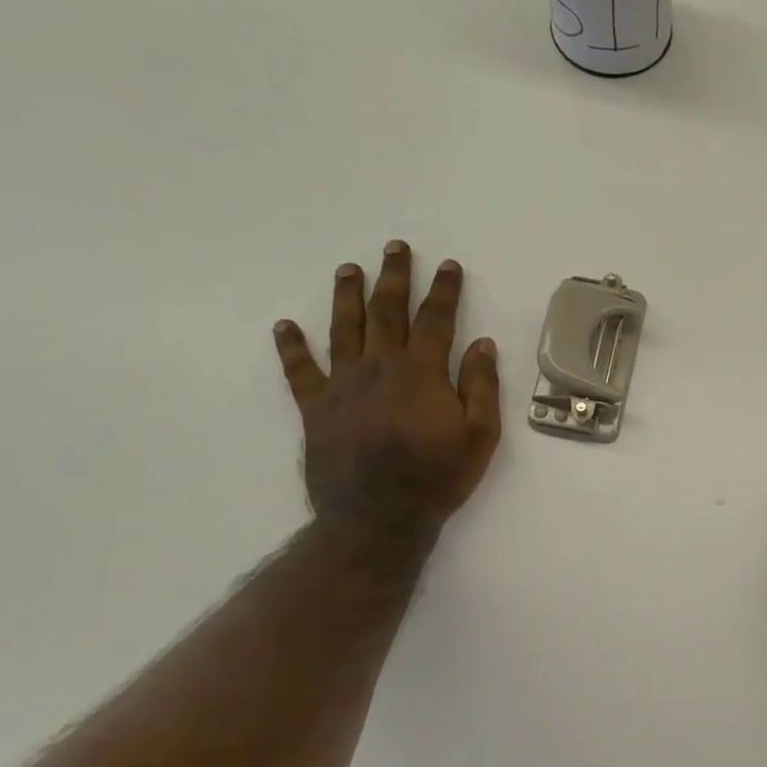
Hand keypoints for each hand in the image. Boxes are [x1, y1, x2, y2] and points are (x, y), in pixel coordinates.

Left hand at [273, 242, 500, 543]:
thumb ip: (481, 386)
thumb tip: (482, 344)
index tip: (448, 266)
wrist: (378, 517)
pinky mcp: (316, 408)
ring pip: (343, 329)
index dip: (443, 290)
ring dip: (346, 296)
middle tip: (396, 248)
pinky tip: (285, 326)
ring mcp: (343, 386)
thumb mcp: (480, 436)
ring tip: (349, 268)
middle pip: (386, 312)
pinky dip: (292, 347)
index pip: (435, 319)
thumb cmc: (437, 477)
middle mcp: (379, 367)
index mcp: (422, 373)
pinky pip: (300, 371)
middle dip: (394, 277)